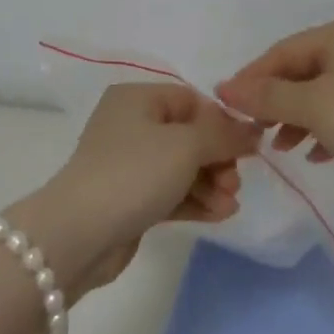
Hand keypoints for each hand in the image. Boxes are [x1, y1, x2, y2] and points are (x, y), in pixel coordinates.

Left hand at [7, 84, 256, 301]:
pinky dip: (195, 201)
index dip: (221, 122)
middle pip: (189, 135)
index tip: (246, 148)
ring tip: (230, 205)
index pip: (191, 100)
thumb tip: (253, 131)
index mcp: (138, 99)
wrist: (79, 234)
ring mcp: (128, 165)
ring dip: (211, 184)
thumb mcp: (186, 145)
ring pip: (182, 167)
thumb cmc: (134, 173)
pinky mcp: (129, 200)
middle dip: (218, 159)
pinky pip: (171, 193)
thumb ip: (225, 135)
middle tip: (234, 184)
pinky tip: (220, 215)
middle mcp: (131, 125)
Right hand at [217, 13, 333, 194]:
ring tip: (281, 147)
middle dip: (275, 102)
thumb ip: (267, 98)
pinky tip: (315, 155)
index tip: (225, 108)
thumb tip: (225, 89)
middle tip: (253, 131)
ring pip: (324, 92)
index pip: (281, 52)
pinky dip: (326, 129)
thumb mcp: (313, 106)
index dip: (251, 79)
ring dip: (298, 119)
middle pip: (303, 71)